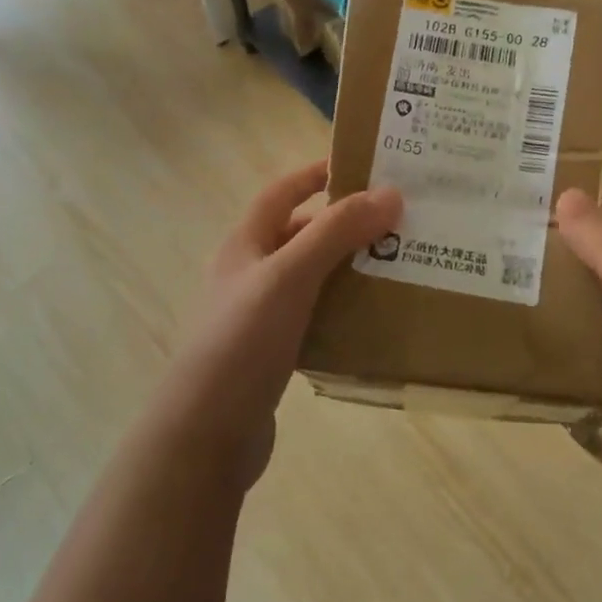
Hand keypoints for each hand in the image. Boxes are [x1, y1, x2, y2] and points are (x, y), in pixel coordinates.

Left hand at [161, 162, 400, 479]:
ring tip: (396, 266)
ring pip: (309, 278)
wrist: (206, 435)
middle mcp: (248, 274)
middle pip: (299, 235)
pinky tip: (373, 319)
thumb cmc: (243, 342)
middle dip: (343, 225)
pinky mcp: (271, 353)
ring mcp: (257, 316)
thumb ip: (336, 233)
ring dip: (346, 268)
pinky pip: (313, 318)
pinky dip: (341, 311)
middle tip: (395, 223)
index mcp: (244, 245)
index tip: (361, 166)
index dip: (315, 173)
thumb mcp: (289, 276)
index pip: (281, 192)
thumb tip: (390, 193)